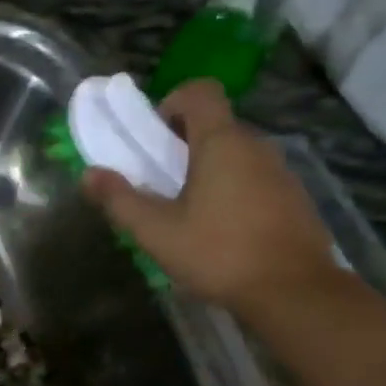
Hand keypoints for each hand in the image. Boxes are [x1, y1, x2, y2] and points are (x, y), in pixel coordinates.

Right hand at [81, 81, 346, 321]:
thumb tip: (88, 174)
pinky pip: (257, 178)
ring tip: (191, 211)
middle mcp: (256, 146)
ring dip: (211, 169)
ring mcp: (281, 172)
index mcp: (221, 142)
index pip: (199, 92)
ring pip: (238, 154)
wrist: (295, 293)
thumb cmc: (220, 253)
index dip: (173, 103)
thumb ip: (120, 200)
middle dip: (185, 143)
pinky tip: (225, 231)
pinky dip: (236, 190)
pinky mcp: (296, 199)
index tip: (156, 138)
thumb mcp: (157, 232)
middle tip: (163, 182)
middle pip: (216, 124)